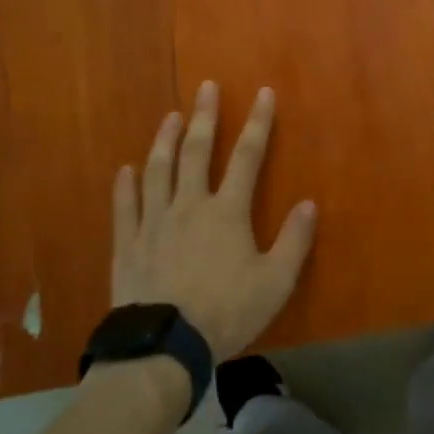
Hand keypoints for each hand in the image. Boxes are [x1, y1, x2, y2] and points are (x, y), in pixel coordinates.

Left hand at [111, 81, 316, 361]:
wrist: (165, 346)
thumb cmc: (226, 313)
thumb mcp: (275, 282)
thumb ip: (294, 241)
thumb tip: (308, 204)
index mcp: (227, 211)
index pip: (248, 156)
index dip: (259, 123)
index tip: (264, 93)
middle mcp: (189, 205)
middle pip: (197, 151)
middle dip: (206, 116)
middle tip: (206, 87)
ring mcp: (154, 221)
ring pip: (159, 170)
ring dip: (165, 139)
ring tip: (171, 116)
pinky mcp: (128, 243)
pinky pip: (125, 206)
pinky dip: (125, 185)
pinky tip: (126, 169)